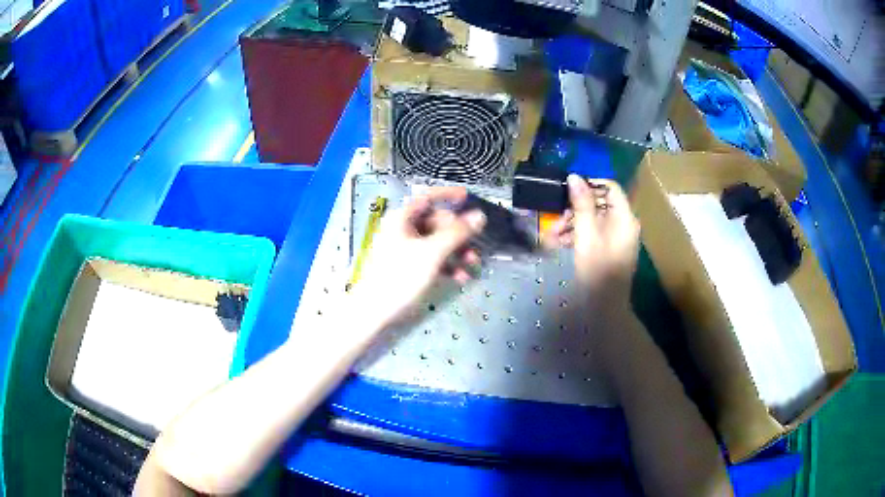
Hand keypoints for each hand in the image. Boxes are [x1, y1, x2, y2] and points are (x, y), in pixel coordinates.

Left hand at [349, 187, 485, 329]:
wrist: (373, 312)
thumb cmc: (400, 276)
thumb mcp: (432, 252)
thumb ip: (457, 233)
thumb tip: (479, 216)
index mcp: (402, 218)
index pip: (427, 197)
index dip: (448, 195)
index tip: (467, 197)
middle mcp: (402, 230)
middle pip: (435, 223)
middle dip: (458, 234)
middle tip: (475, 246)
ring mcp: (403, 249)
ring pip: (435, 243)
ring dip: (456, 252)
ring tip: (472, 265)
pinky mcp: (405, 268)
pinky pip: (430, 260)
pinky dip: (446, 266)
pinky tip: (460, 278)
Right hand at [543, 175, 639, 310]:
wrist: (605, 307)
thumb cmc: (597, 270)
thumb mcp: (586, 235)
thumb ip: (581, 204)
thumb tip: (574, 176)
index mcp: (625, 218)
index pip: (610, 187)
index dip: (590, 184)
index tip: (567, 190)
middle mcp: (624, 224)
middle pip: (600, 203)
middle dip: (576, 208)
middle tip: (556, 218)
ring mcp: (618, 238)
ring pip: (594, 219)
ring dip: (573, 223)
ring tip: (553, 235)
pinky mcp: (610, 249)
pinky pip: (594, 233)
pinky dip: (578, 235)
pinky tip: (560, 243)